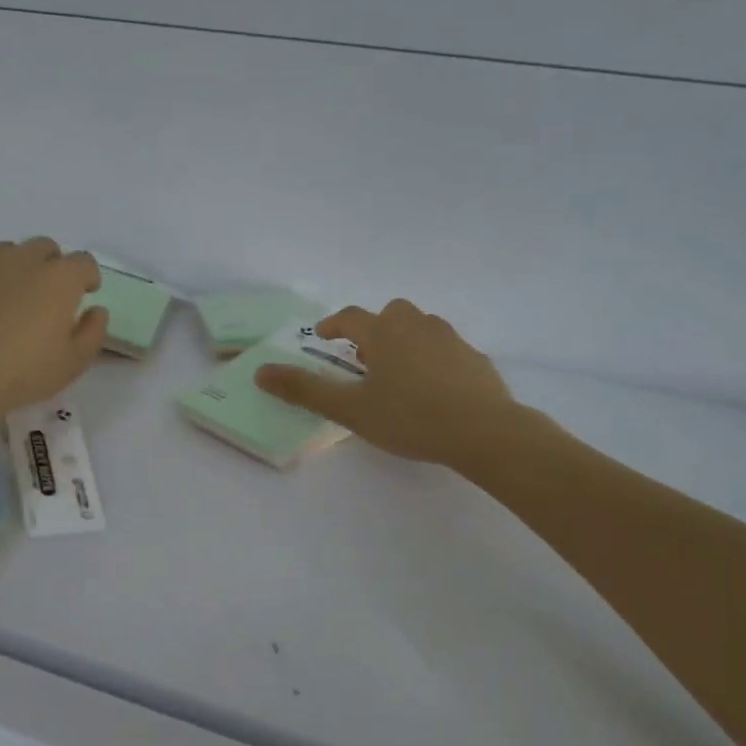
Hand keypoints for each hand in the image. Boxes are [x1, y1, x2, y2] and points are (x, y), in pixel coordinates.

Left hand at [0, 238, 106, 436]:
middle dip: (51, 265)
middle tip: (46, 296)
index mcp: (59, 279)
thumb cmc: (24, 373)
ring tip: (9, 300)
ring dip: (15, 269)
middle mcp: (23, 260)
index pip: (83, 261)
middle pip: (44, 247)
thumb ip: (93, 332)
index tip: (85, 293)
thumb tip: (96, 310)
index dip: (87, 276)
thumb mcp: (74, 363)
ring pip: (7, 252)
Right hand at [254, 299, 516, 467]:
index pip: (350, 317)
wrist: (484, 431)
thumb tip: (261, 372)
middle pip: (390, 314)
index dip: (333, 324)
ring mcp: (451, 340)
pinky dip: (434, 360)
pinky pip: (446, 350)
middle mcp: (418, 325)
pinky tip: (434, 390)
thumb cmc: (409, 418)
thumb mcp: (350, 409)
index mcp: (384, 333)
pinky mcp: (476, 359)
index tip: (323, 336)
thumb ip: (305, 390)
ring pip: (421, 328)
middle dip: (373, 330)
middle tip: (364, 359)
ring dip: (405, 341)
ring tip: (398, 375)